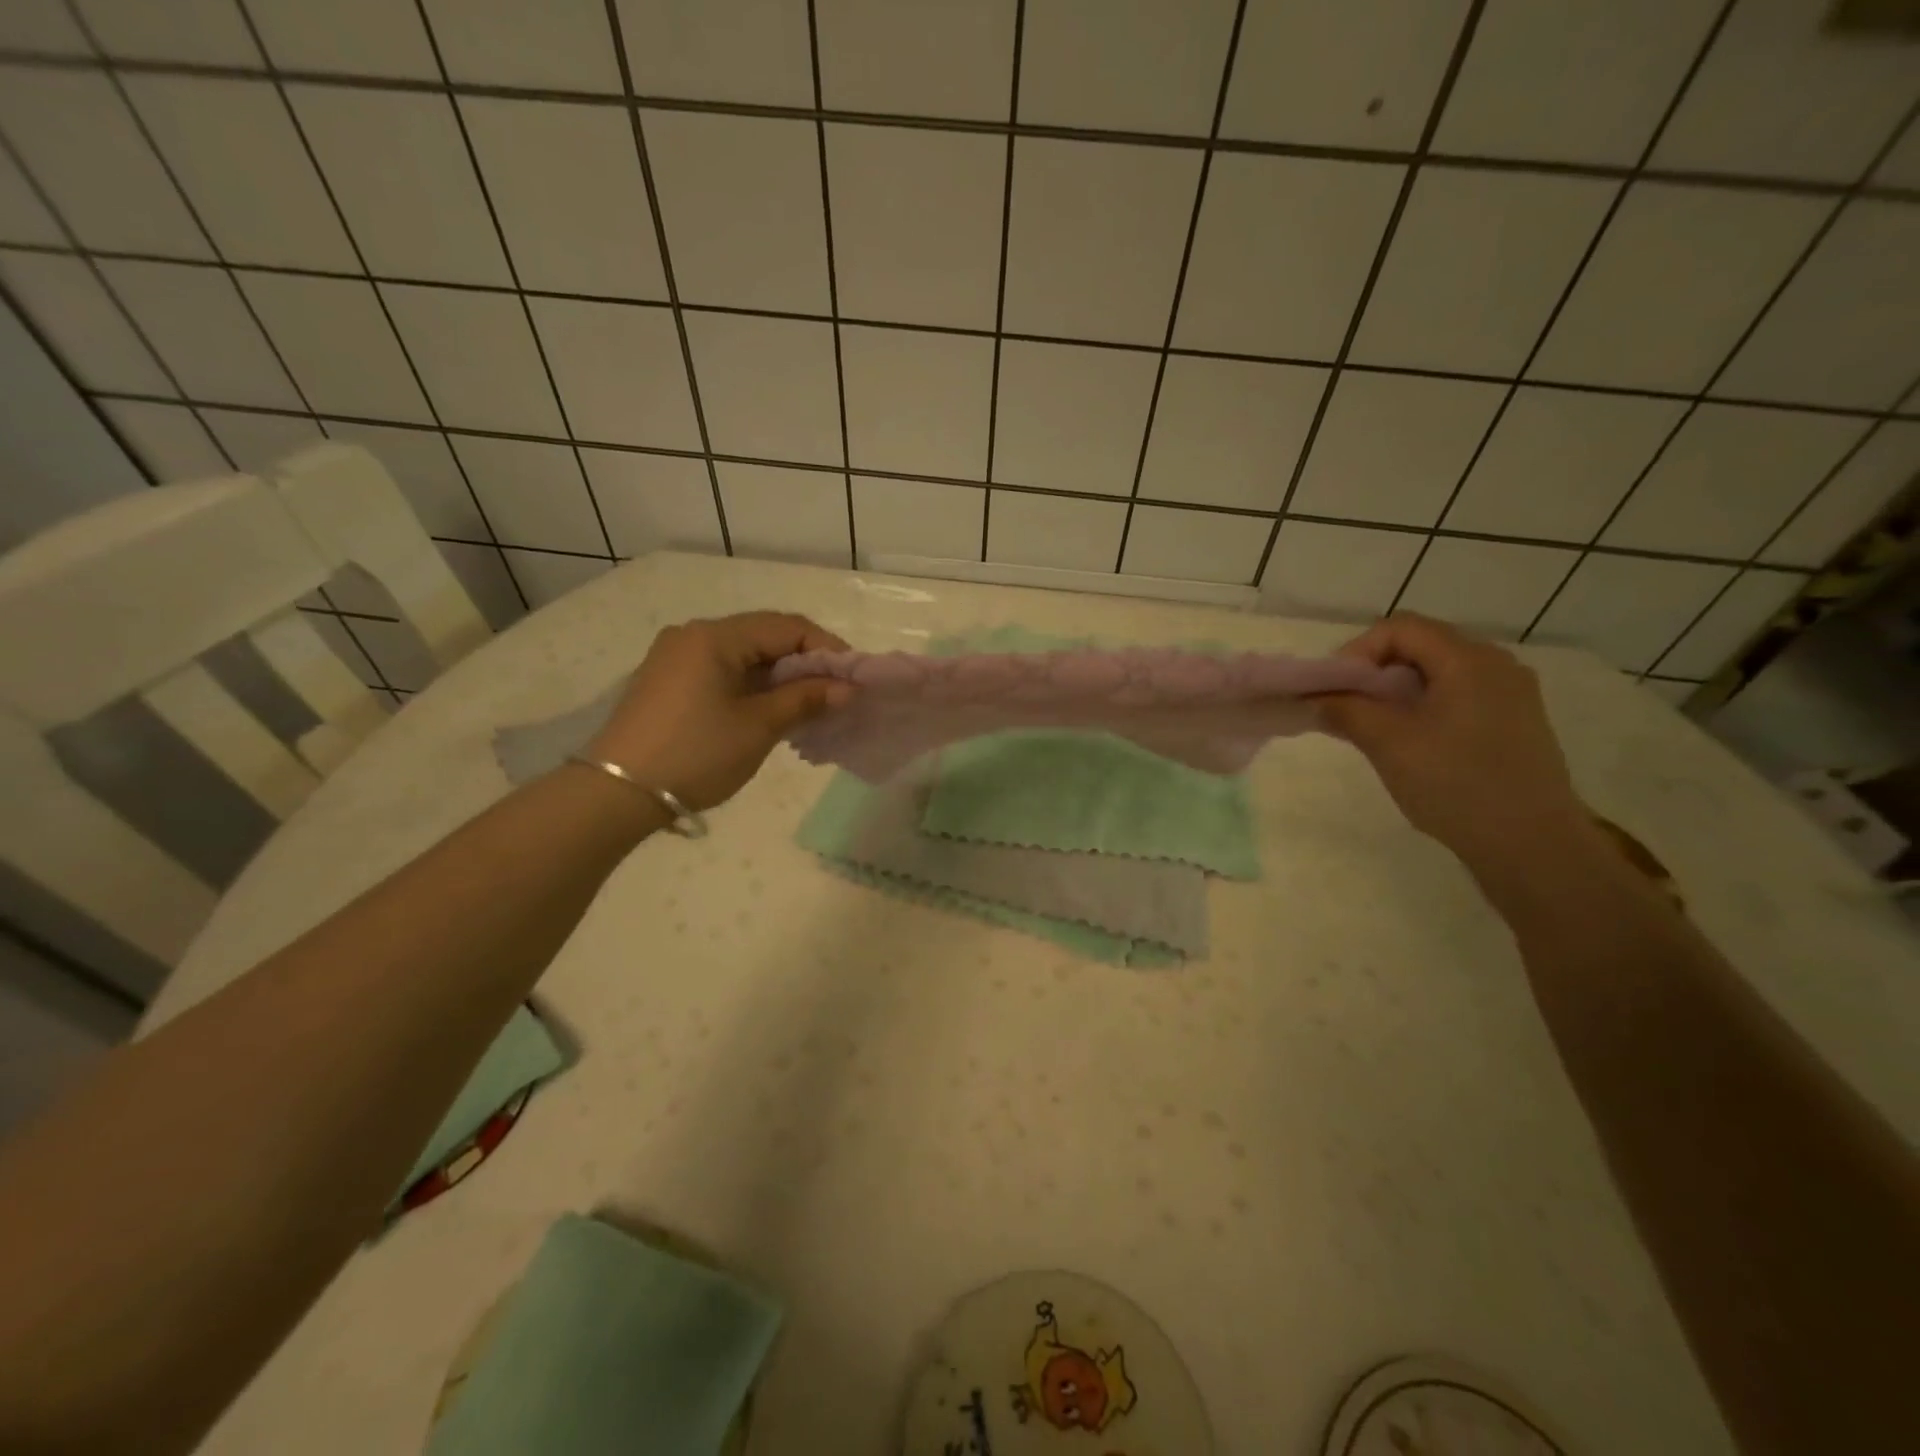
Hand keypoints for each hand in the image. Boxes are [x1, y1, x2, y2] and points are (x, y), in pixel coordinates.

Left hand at [586, 612, 851, 811]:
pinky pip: (724, 671)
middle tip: (837, 694)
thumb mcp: (758, 727)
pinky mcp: (668, 681)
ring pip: (745, 655)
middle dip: (806, 663)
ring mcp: (676, 657)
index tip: (855, 679)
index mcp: (715, 636)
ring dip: (781, 677)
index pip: (787, 626)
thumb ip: (805, 699)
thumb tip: (847, 688)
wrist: (616, 793)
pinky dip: (754, 686)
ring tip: (810, 707)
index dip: (827, 649)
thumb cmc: (695, 754)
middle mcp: (693, 634)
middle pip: (765, 636)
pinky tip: (772, 711)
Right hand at [1316, 614, 1597, 878]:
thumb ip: (1346, 711)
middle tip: (1347, 706)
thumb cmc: (1455, 784)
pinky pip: (1459, 695)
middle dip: (1374, 671)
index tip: (1334, 689)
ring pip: (1439, 672)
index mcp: (1468, 660)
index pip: (1400, 629)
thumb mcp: (1388, 744)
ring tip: (1373, 727)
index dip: (1357, 651)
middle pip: (1421, 646)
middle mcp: (1496, 664)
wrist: (1532, 844)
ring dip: (1397, 690)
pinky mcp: (1516, 722)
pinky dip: (1424, 706)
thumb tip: (1316, 697)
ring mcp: (1512, 694)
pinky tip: (1411, 742)